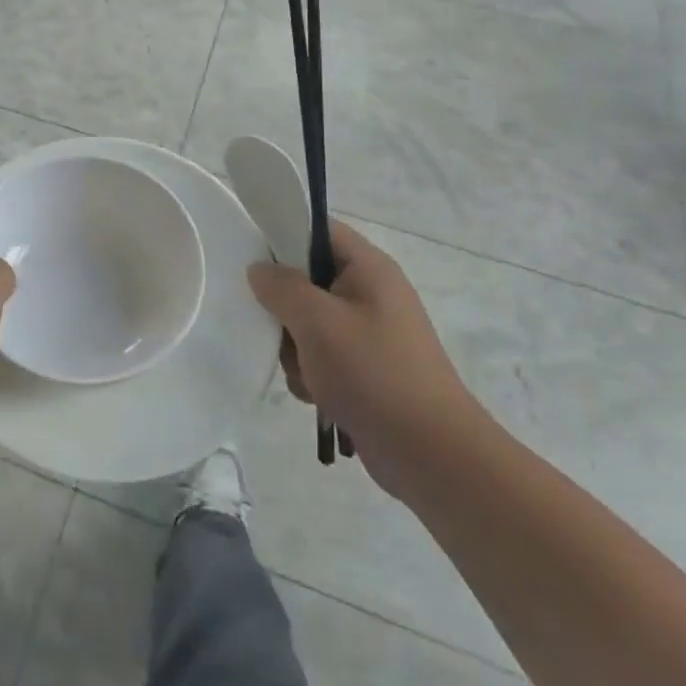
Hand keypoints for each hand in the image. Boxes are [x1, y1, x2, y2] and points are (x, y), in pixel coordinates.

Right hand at [248, 219, 484, 500]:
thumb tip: (259, 269)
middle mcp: (371, 294)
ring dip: (295, 348)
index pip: (318, 229)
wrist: (432, 455)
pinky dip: (312, 374)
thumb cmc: (374, 373)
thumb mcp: (317, 321)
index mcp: (368, 268)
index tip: (253, 260)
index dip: (283, 235)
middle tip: (281, 328)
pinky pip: (322, 356)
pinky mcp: (366, 369)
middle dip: (286, 307)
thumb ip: (281, 287)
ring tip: (305, 373)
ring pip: (308, 322)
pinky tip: (316, 395)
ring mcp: (370, 334)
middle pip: (308, 279)